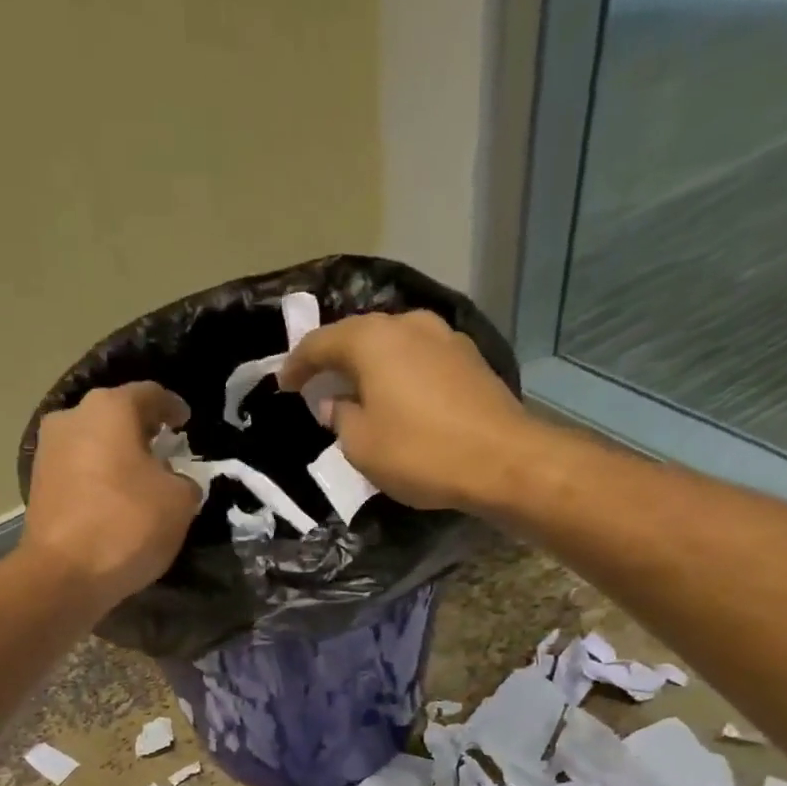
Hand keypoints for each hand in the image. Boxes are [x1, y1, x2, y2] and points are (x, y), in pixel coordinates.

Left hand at [19, 383, 201, 609]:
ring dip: (118, 457)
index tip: (186, 421)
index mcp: (110, 408)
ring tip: (141, 480)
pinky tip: (115, 501)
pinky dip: (99, 479)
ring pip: (94, 443)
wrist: (64, 575)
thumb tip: (173, 481)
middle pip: (116, 416)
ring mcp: (48, 450)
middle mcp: (72, 417)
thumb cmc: (128, 525)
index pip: (151, 394)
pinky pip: (79, 471)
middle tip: (165, 451)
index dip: (173, 407)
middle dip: (142, 432)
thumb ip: (184, 481)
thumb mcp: (180, 501)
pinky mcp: (37, 484)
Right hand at [277, 310, 531, 512]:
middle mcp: (409, 325)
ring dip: (373, 368)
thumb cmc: (419, 453)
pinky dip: (402, 376)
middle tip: (319, 386)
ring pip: (394, 346)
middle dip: (337, 361)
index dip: (297, 364)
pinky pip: (421, 361)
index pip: (321, 343)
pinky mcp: (471, 359)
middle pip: (360, 336)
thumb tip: (334, 403)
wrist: (502, 460)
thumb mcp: (362, 446)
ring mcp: (446, 337)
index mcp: (373, 339)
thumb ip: (340, 418)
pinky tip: (400, 400)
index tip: (283, 384)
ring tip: (360, 394)